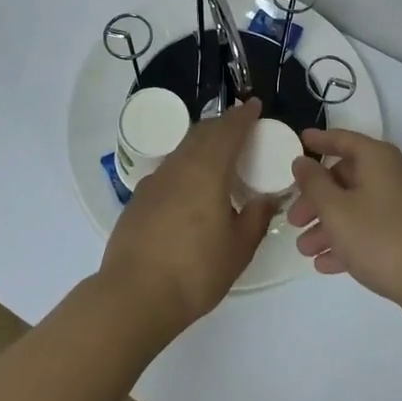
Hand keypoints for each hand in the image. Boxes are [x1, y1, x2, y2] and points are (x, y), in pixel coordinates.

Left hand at [100, 99, 274, 342]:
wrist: (134, 294)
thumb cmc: (195, 271)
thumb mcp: (238, 248)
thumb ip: (256, 217)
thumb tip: (267, 197)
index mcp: (207, 171)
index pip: (228, 131)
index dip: (243, 116)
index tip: (254, 105)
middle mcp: (178, 166)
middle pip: (202, 133)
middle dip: (222, 125)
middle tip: (239, 128)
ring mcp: (154, 181)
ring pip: (182, 150)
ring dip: (202, 144)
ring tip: (218, 156)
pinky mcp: (139, 199)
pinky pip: (168, 170)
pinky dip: (185, 166)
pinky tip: (190, 187)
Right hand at [288, 129, 401, 310]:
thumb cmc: (380, 237)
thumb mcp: (336, 209)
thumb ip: (313, 183)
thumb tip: (302, 161)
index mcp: (377, 159)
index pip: (343, 140)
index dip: (319, 140)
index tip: (299, 141)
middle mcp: (391, 176)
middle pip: (345, 178)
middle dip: (316, 199)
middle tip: (294, 219)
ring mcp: (401, 206)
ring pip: (355, 207)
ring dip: (327, 226)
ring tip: (304, 249)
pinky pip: (369, 230)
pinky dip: (347, 241)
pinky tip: (325, 264)